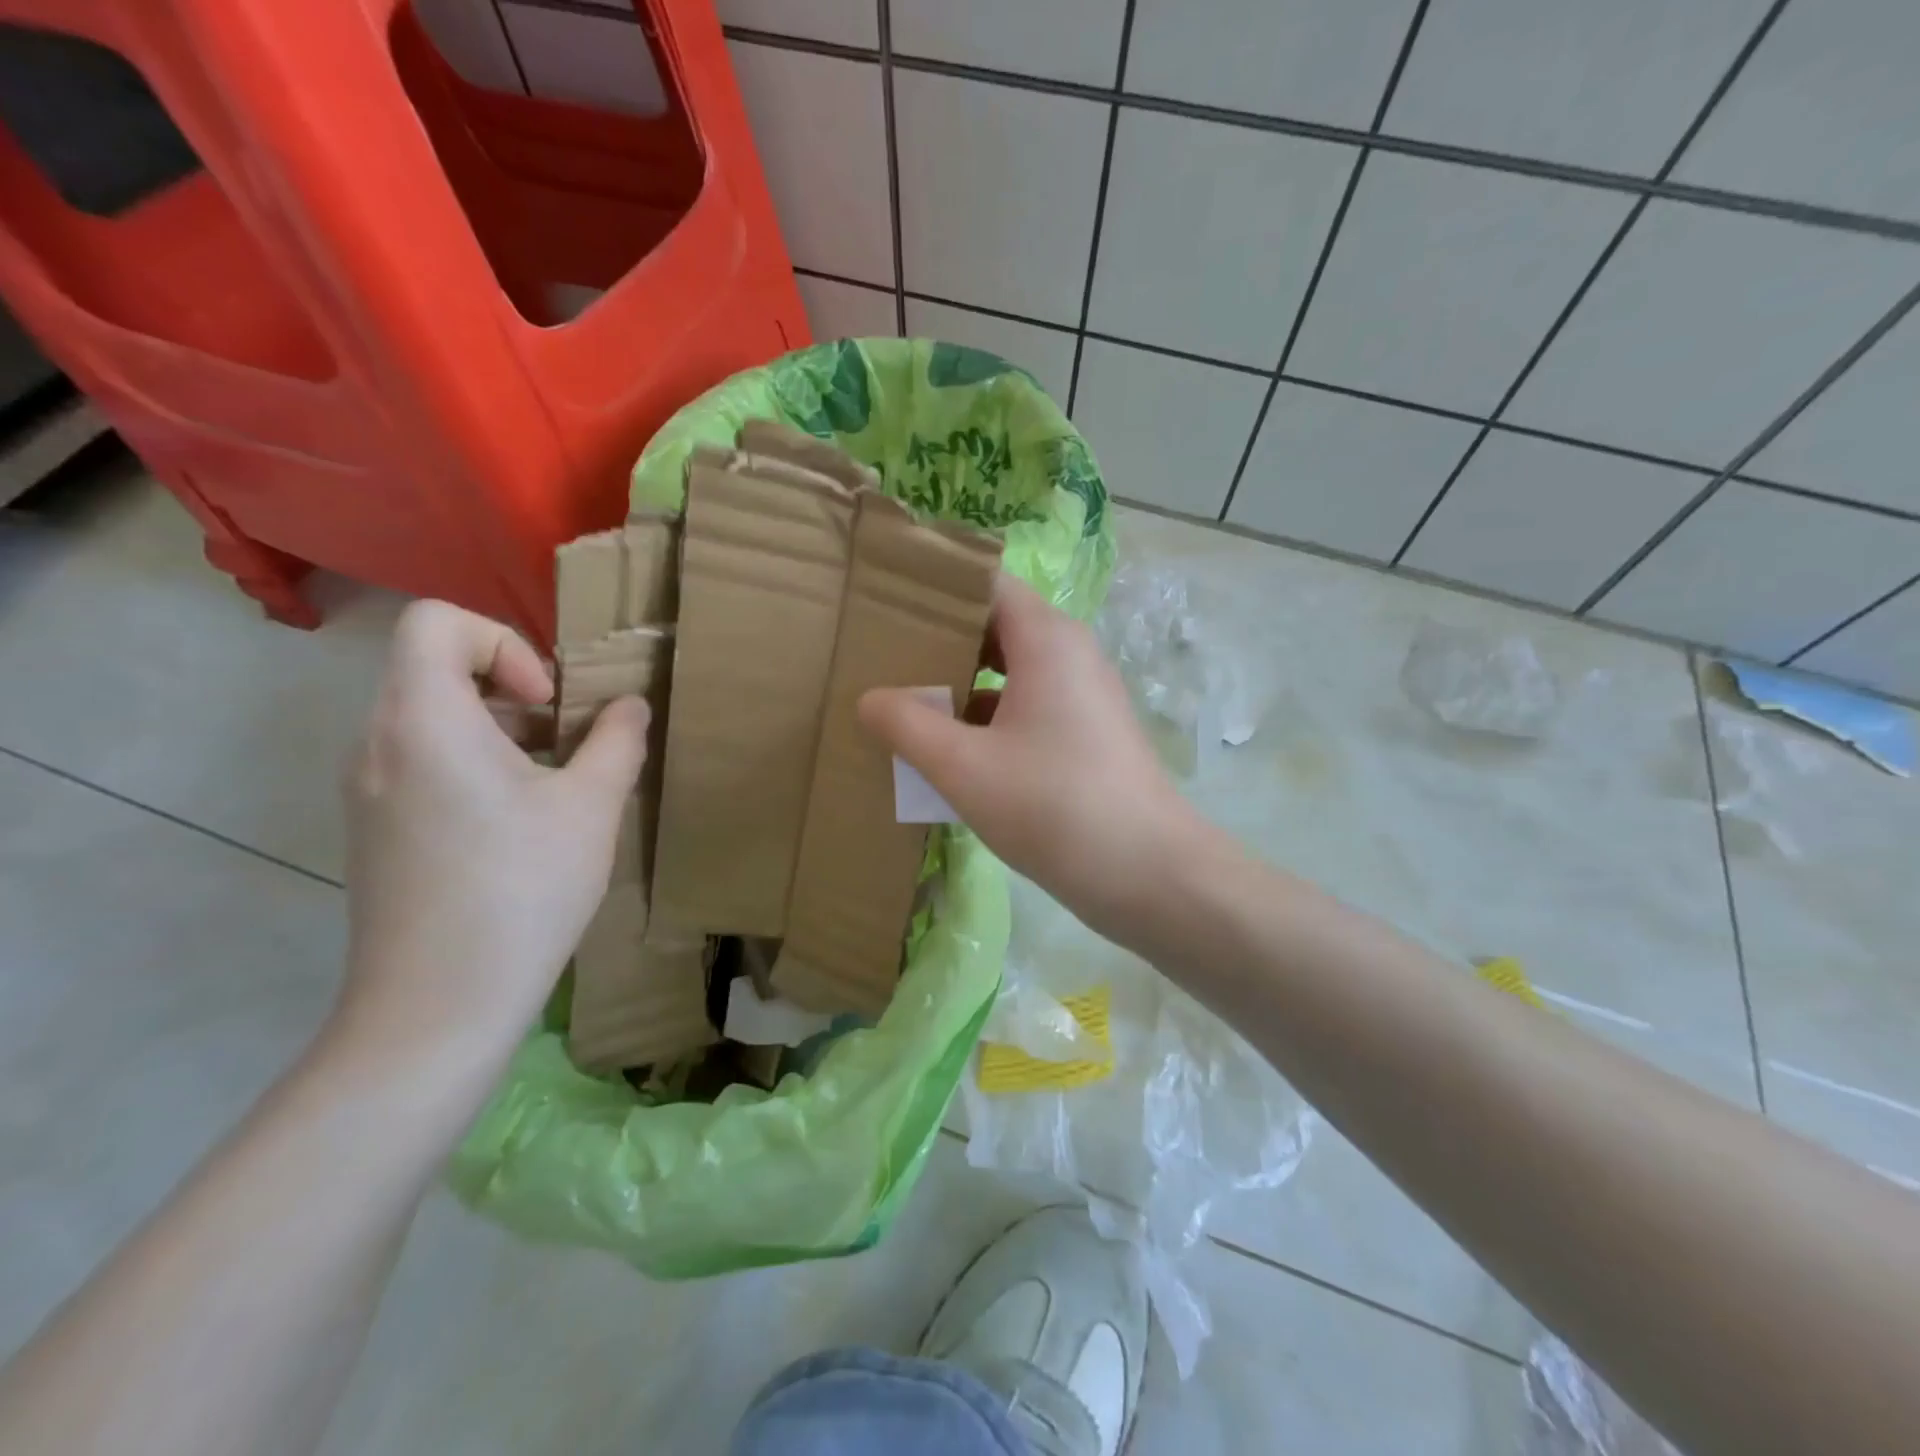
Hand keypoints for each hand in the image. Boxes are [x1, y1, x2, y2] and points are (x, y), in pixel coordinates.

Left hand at [336, 602, 647, 1060]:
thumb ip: (617, 741)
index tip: (546, 704)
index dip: (504, 642)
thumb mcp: (591, 807)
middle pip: (435, 668)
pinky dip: (475, 765)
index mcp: (425, 720)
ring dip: (500, 729)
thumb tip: (628, 706)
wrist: (437, 1007)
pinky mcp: (374, 829)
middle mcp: (379, 743)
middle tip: (566, 739)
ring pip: (431, 718)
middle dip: (513, 688)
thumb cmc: (521, 890)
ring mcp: (368, 789)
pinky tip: (520, 824)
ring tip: (554, 782)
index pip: (437, 622)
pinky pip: (422, 762)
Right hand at [860, 576, 1200, 945]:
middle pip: (996, 624)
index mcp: (1046, 639)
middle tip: (884, 659)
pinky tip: (951, 751)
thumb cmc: (1053, 806)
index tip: (885, 606)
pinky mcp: (1086, 733)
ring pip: (1011, 670)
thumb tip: (869, 699)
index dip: (935, 587)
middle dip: (940, 639)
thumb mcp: (964, 768)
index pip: (985, 582)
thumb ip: (908, 726)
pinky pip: (1027, 706)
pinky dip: (988, 718)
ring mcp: (1082, 695)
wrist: (1148, 873)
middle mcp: (1069, 653)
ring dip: (962, 684)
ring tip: (906, 703)